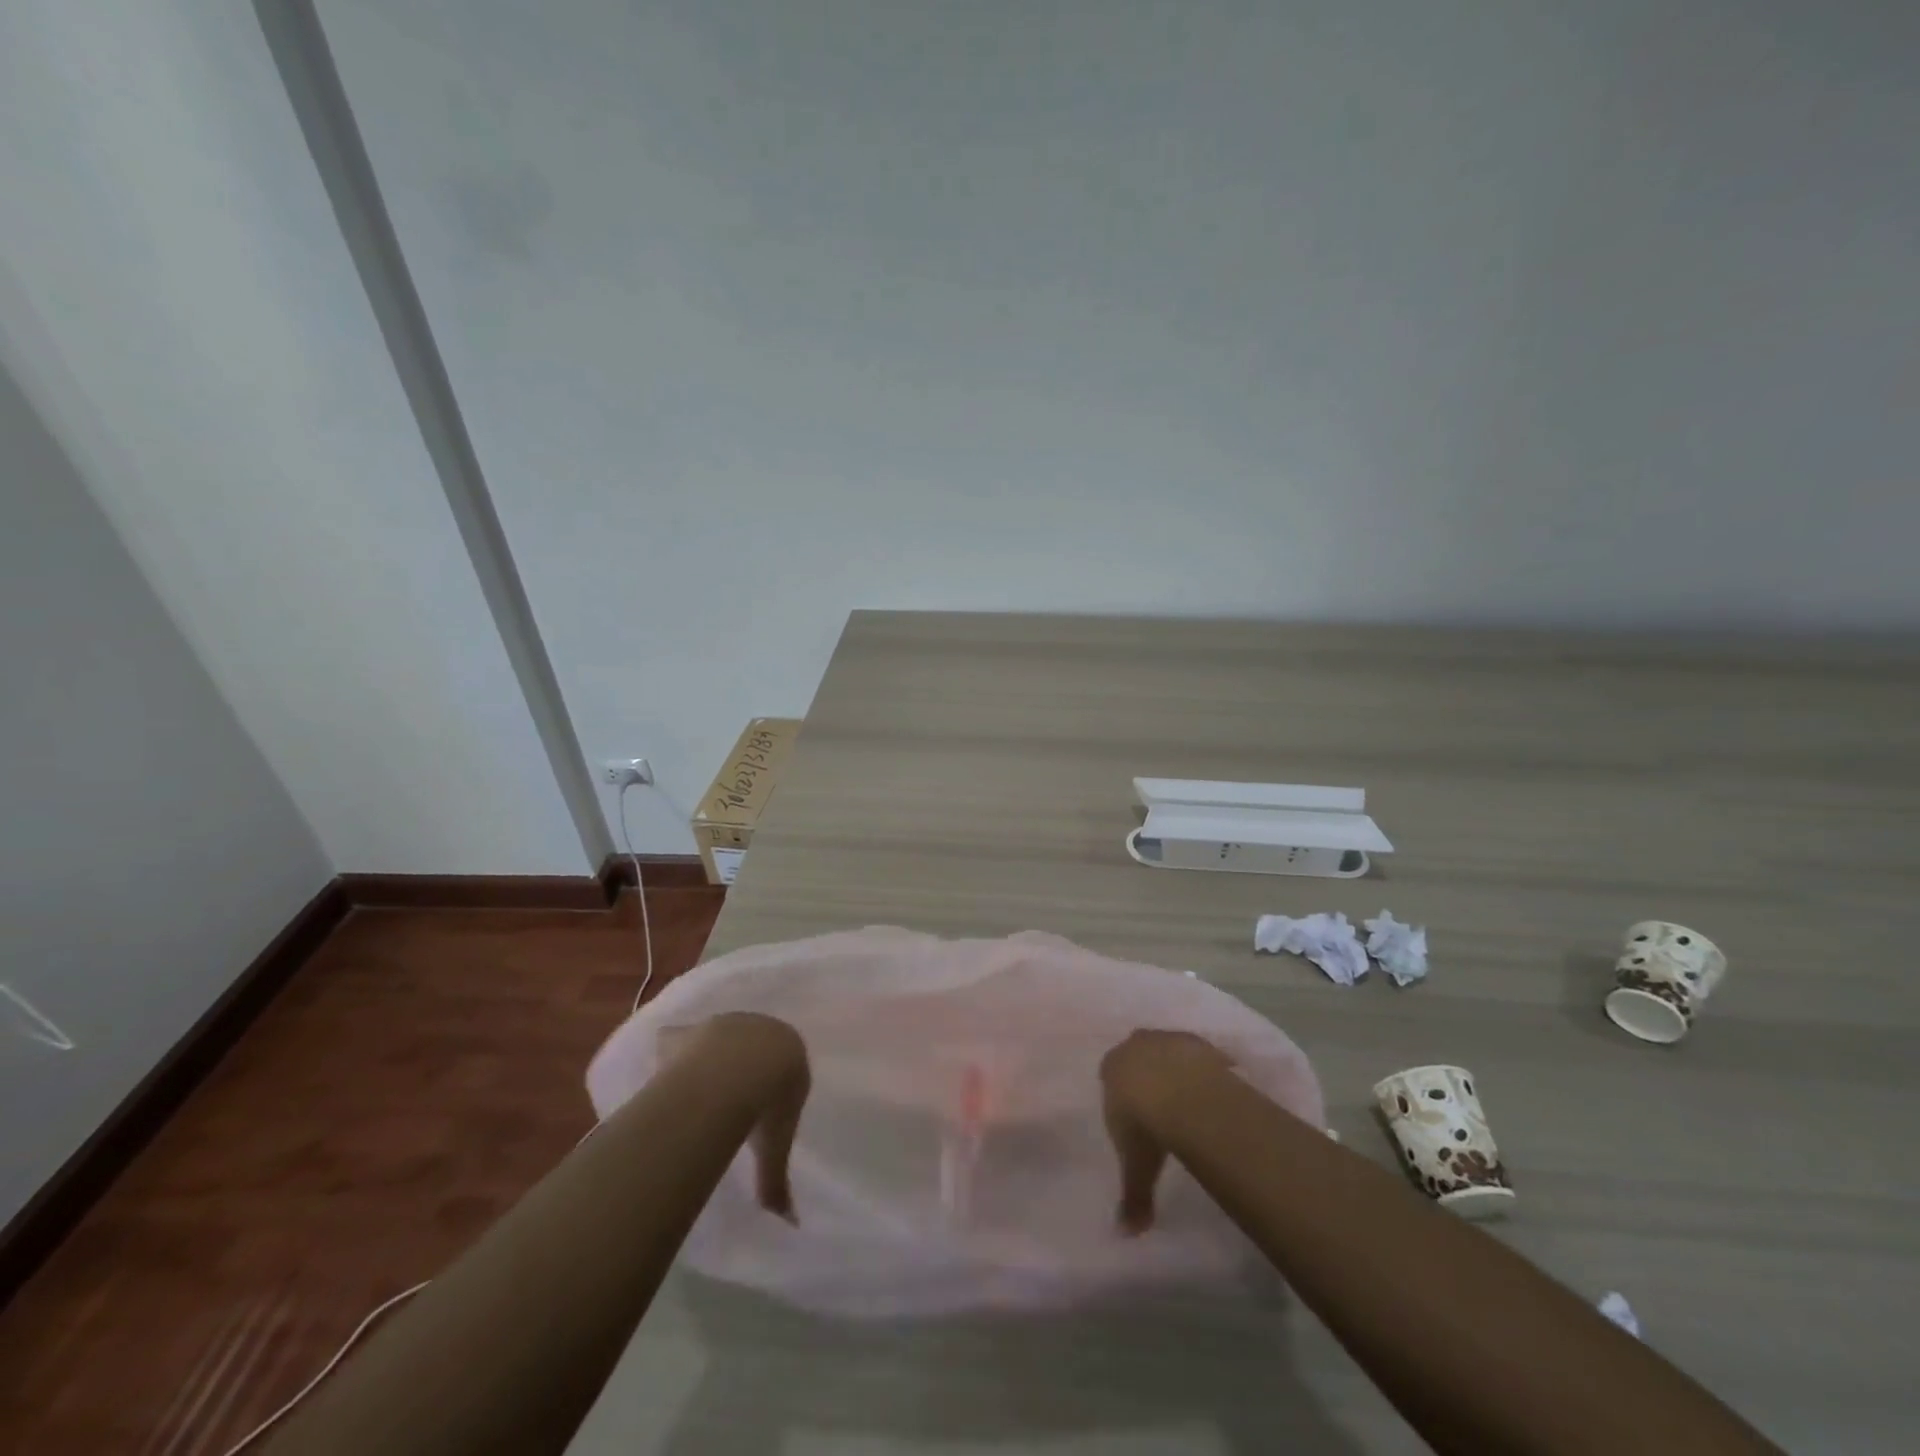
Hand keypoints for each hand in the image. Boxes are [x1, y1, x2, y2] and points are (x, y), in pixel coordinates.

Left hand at [663, 1013, 810, 1220]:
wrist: (740, 1068)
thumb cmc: (770, 1102)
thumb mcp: (777, 1146)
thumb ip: (776, 1180)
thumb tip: (789, 1222)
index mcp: (789, 1051)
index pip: (783, 1064)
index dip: (771, 1084)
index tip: (760, 1107)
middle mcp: (759, 1029)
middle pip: (750, 1047)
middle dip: (740, 1067)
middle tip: (727, 1098)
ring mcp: (722, 1025)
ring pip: (715, 1039)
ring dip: (707, 1058)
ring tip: (695, 1089)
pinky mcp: (689, 1030)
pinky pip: (676, 1040)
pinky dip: (670, 1053)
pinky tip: (663, 1075)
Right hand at [1099, 1030, 1232, 1233]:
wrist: (1183, 1094)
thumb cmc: (1145, 1126)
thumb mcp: (1136, 1166)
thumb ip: (1132, 1195)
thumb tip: (1126, 1233)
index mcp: (1111, 1068)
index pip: (1110, 1073)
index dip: (1122, 1091)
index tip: (1134, 1111)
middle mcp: (1135, 1045)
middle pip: (1138, 1055)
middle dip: (1147, 1073)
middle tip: (1162, 1101)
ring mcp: (1166, 1039)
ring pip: (1167, 1050)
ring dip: (1175, 1067)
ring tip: (1191, 1097)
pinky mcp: (1196, 1040)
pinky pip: (1198, 1053)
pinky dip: (1203, 1067)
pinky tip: (1214, 1089)